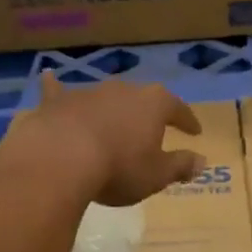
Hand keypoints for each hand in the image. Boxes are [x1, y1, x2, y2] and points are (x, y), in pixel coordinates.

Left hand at [16, 72, 204, 206]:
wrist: (60, 159)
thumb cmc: (118, 168)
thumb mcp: (156, 175)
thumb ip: (180, 166)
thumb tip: (202, 161)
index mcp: (154, 104)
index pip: (178, 109)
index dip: (188, 121)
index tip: (195, 132)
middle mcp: (124, 90)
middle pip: (141, 99)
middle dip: (147, 113)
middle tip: (151, 128)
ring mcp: (88, 92)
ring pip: (105, 97)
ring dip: (111, 108)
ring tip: (112, 121)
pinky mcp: (57, 101)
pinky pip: (58, 91)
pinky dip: (56, 87)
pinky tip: (49, 77)